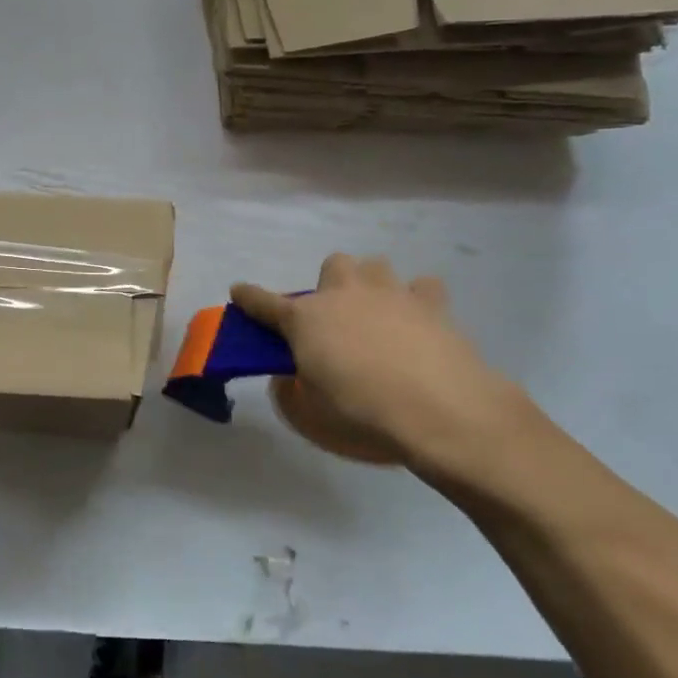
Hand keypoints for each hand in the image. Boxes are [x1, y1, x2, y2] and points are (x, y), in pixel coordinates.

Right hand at [231, 254, 540, 481]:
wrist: (438, 409)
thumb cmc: (361, 412)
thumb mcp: (310, 413)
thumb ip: (291, 391)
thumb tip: (290, 378)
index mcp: (305, 319)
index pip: (265, 302)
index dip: (249, 297)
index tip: (238, 291)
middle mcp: (344, 295)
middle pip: (332, 264)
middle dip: (331, 284)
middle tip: (337, 318)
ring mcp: (390, 294)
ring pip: (376, 265)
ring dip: (372, 284)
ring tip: (379, 314)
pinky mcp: (431, 305)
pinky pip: (423, 287)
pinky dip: (419, 300)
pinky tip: (420, 321)